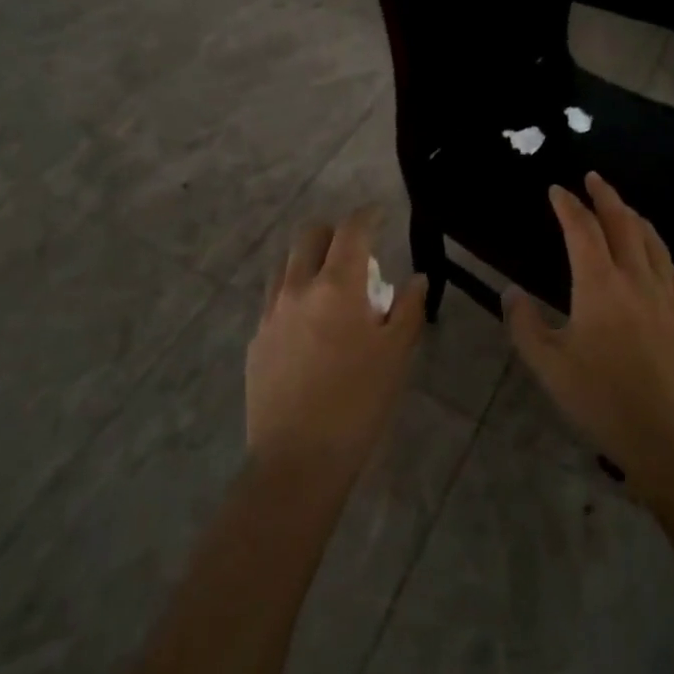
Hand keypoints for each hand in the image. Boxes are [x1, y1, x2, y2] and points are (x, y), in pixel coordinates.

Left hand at [247, 208, 427, 483]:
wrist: (297, 460)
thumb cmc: (358, 403)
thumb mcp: (396, 356)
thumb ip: (409, 309)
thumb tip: (417, 279)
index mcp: (337, 285)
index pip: (351, 230)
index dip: (367, 215)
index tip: (379, 213)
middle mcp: (298, 288)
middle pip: (310, 236)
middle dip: (333, 233)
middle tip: (355, 252)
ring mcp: (271, 313)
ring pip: (286, 264)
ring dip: (309, 261)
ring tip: (329, 287)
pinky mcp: (256, 340)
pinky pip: (274, 300)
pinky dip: (293, 295)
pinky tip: (308, 326)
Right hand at [503, 173, 673, 505]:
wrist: (673, 443)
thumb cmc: (604, 402)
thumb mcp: (550, 367)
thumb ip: (525, 325)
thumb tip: (511, 292)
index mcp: (600, 285)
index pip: (581, 229)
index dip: (568, 205)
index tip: (556, 190)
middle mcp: (636, 279)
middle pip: (623, 223)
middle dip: (605, 196)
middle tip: (593, 178)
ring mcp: (666, 298)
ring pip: (652, 242)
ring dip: (635, 217)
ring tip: (624, 207)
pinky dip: (661, 251)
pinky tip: (659, 257)